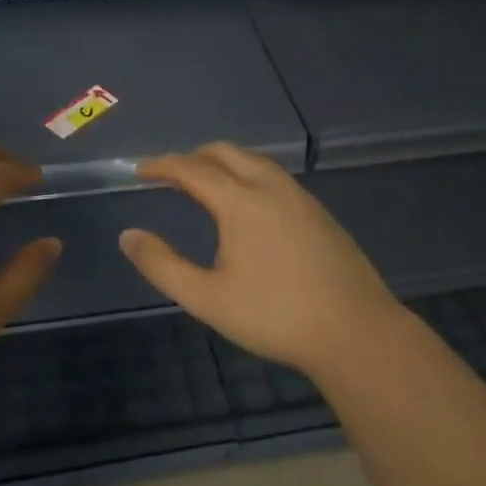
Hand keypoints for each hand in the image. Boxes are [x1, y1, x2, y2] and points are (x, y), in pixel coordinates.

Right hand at [118, 143, 412, 379]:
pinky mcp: (321, 214)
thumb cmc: (275, 316)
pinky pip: (276, 178)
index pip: (192, 168)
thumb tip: (128, 236)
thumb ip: (162, 265)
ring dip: (224, 163)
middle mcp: (271, 188)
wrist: (356, 332)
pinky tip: (249, 207)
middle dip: (193, 156)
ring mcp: (301, 198)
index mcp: (241, 202)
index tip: (141, 171)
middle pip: (226, 153)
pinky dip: (249, 176)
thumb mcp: (207, 298)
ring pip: (256, 162)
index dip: (162, 165)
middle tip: (170, 175)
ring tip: (206, 184)